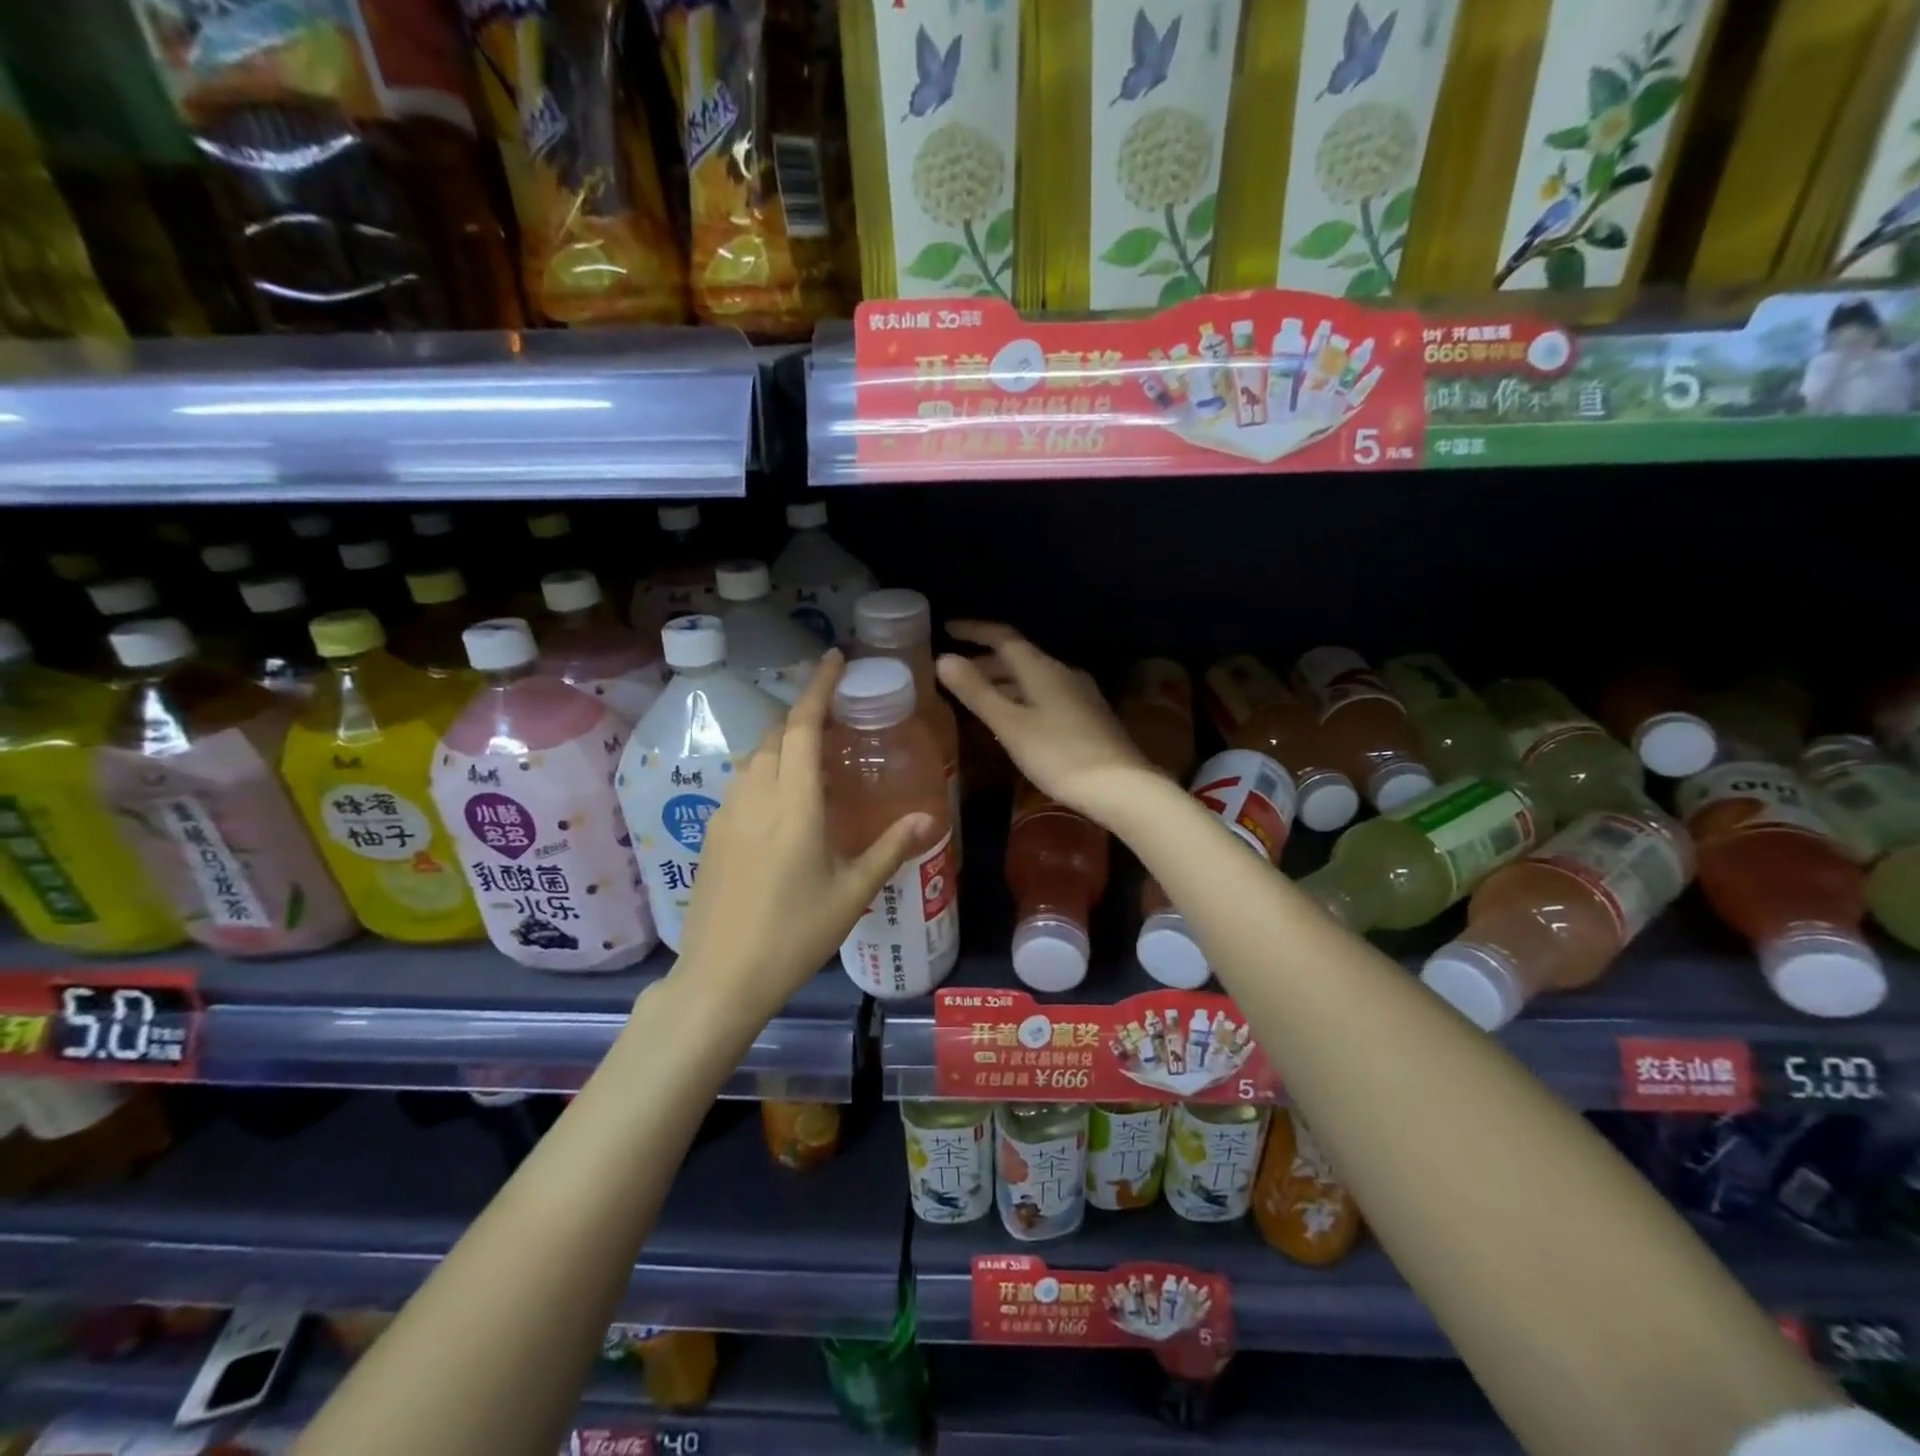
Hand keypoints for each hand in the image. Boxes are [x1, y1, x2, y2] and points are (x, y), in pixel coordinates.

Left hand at [673, 651, 936, 1019]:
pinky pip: (741, 784)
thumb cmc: (794, 935)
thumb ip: (891, 848)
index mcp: (793, 804)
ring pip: (754, 758)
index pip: (803, 726)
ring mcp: (726, 815)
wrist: (721, 978)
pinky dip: (766, 771)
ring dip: (783, 743)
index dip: (818, 687)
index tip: (833, 657)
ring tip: (814, 758)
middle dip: (804, 714)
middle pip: (776, 734)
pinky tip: (783, 802)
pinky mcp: (711, 835)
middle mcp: (755, 797)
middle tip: (836, 718)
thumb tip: (931, 819)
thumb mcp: (852, 893)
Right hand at [936, 621, 1156, 821]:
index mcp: (1042, 668)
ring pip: (1032, 679)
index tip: (946, 629)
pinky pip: (1045, 696)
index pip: (1003, 637)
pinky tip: (1011, 719)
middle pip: (1018, 658)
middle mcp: (1062, 672)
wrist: (1120, 786)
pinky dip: (1020, 698)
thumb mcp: (1010, 724)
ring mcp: (1079, 694)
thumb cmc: (1058, 754)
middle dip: (985, 661)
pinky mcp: (1087, 716)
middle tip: (955, 671)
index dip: (974, 631)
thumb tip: (943, 658)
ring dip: (1003, 682)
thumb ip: (976, 691)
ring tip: (976, 695)